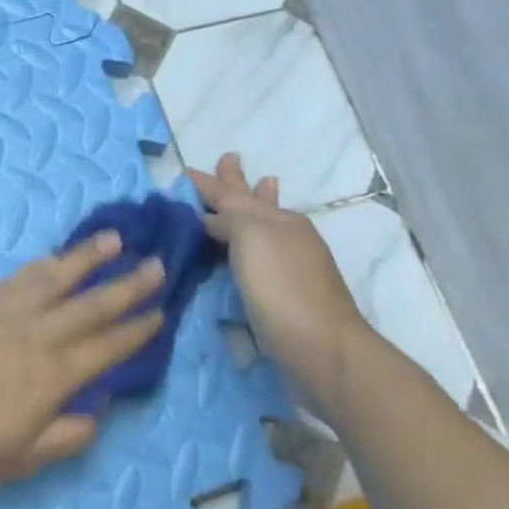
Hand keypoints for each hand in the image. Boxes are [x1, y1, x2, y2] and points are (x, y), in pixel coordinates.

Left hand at [0, 232, 165, 495]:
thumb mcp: (23, 460)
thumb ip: (68, 434)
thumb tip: (100, 408)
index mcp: (52, 376)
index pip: (106, 347)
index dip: (136, 330)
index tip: (161, 313)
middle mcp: (35, 335)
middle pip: (90, 304)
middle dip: (127, 285)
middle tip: (157, 264)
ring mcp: (3, 314)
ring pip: (54, 278)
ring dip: (87, 258)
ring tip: (113, 239)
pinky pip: (17, 278)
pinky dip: (42, 265)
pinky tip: (52, 259)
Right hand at [187, 153, 370, 390]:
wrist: (321, 348)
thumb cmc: (282, 288)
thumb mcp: (252, 238)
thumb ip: (230, 218)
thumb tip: (210, 217)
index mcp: (277, 220)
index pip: (234, 194)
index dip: (210, 183)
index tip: (187, 171)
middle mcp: (287, 236)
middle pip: (256, 203)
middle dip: (240, 184)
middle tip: (229, 160)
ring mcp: (293, 265)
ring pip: (266, 226)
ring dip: (258, 206)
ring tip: (264, 184)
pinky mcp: (290, 294)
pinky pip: (264, 256)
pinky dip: (255, 244)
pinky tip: (253, 250)